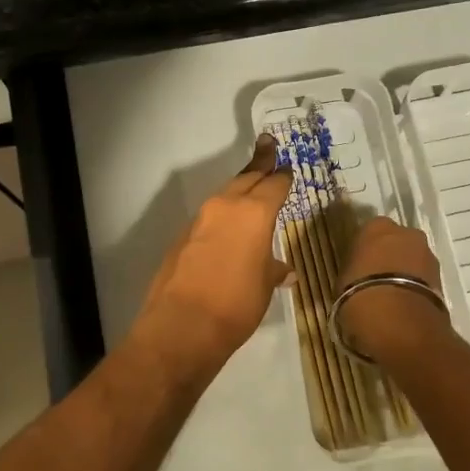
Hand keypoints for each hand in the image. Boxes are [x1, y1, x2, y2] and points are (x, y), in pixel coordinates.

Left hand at [128, 135, 294, 387]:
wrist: (182, 325)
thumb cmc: (236, 304)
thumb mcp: (264, 287)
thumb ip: (272, 270)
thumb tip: (282, 270)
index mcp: (254, 213)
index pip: (274, 184)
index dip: (283, 176)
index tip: (287, 167)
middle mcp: (225, 207)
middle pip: (246, 178)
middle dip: (260, 164)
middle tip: (268, 146)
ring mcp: (200, 220)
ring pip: (225, 195)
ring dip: (239, 190)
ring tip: (251, 186)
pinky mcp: (183, 236)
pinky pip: (209, 217)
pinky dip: (222, 216)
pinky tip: (228, 229)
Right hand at [336, 216, 452, 361]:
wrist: (398, 321)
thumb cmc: (359, 293)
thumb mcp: (344, 280)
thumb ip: (355, 271)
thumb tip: (360, 277)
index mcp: (376, 227)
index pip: (369, 232)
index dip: (365, 250)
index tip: (359, 266)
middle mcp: (406, 233)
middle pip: (397, 242)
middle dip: (390, 257)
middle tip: (377, 279)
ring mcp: (428, 254)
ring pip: (413, 259)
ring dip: (405, 272)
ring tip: (392, 296)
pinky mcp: (442, 278)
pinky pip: (423, 278)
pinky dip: (416, 287)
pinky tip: (405, 305)